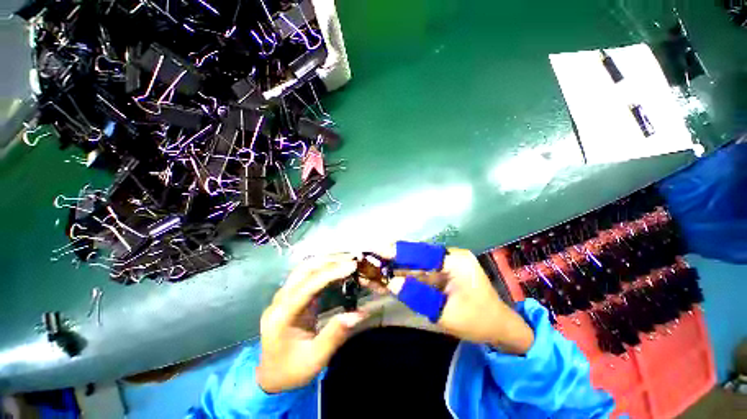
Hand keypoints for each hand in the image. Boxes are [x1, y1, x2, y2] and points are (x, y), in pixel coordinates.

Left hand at [256, 254, 366, 393]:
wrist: (271, 375)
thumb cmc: (292, 370)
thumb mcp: (315, 359)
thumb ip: (335, 335)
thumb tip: (359, 314)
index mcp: (281, 316)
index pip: (307, 286)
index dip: (330, 273)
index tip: (351, 265)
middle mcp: (280, 300)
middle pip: (303, 270)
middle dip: (329, 261)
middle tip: (352, 258)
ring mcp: (284, 295)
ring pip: (304, 268)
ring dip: (326, 260)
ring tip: (347, 258)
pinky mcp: (291, 295)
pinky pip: (307, 274)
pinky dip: (323, 267)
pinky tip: (336, 266)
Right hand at [370, 247, 533, 354]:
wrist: (497, 329)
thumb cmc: (477, 321)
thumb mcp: (446, 312)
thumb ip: (418, 295)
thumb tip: (391, 283)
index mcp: (455, 260)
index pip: (421, 252)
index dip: (398, 251)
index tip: (377, 251)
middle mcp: (447, 257)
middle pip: (414, 256)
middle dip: (391, 260)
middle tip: (369, 261)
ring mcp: (442, 265)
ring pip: (412, 265)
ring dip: (393, 270)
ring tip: (371, 272)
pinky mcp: (438, 274)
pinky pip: (416, 274)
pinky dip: (401, 278)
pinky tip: (384, 281)